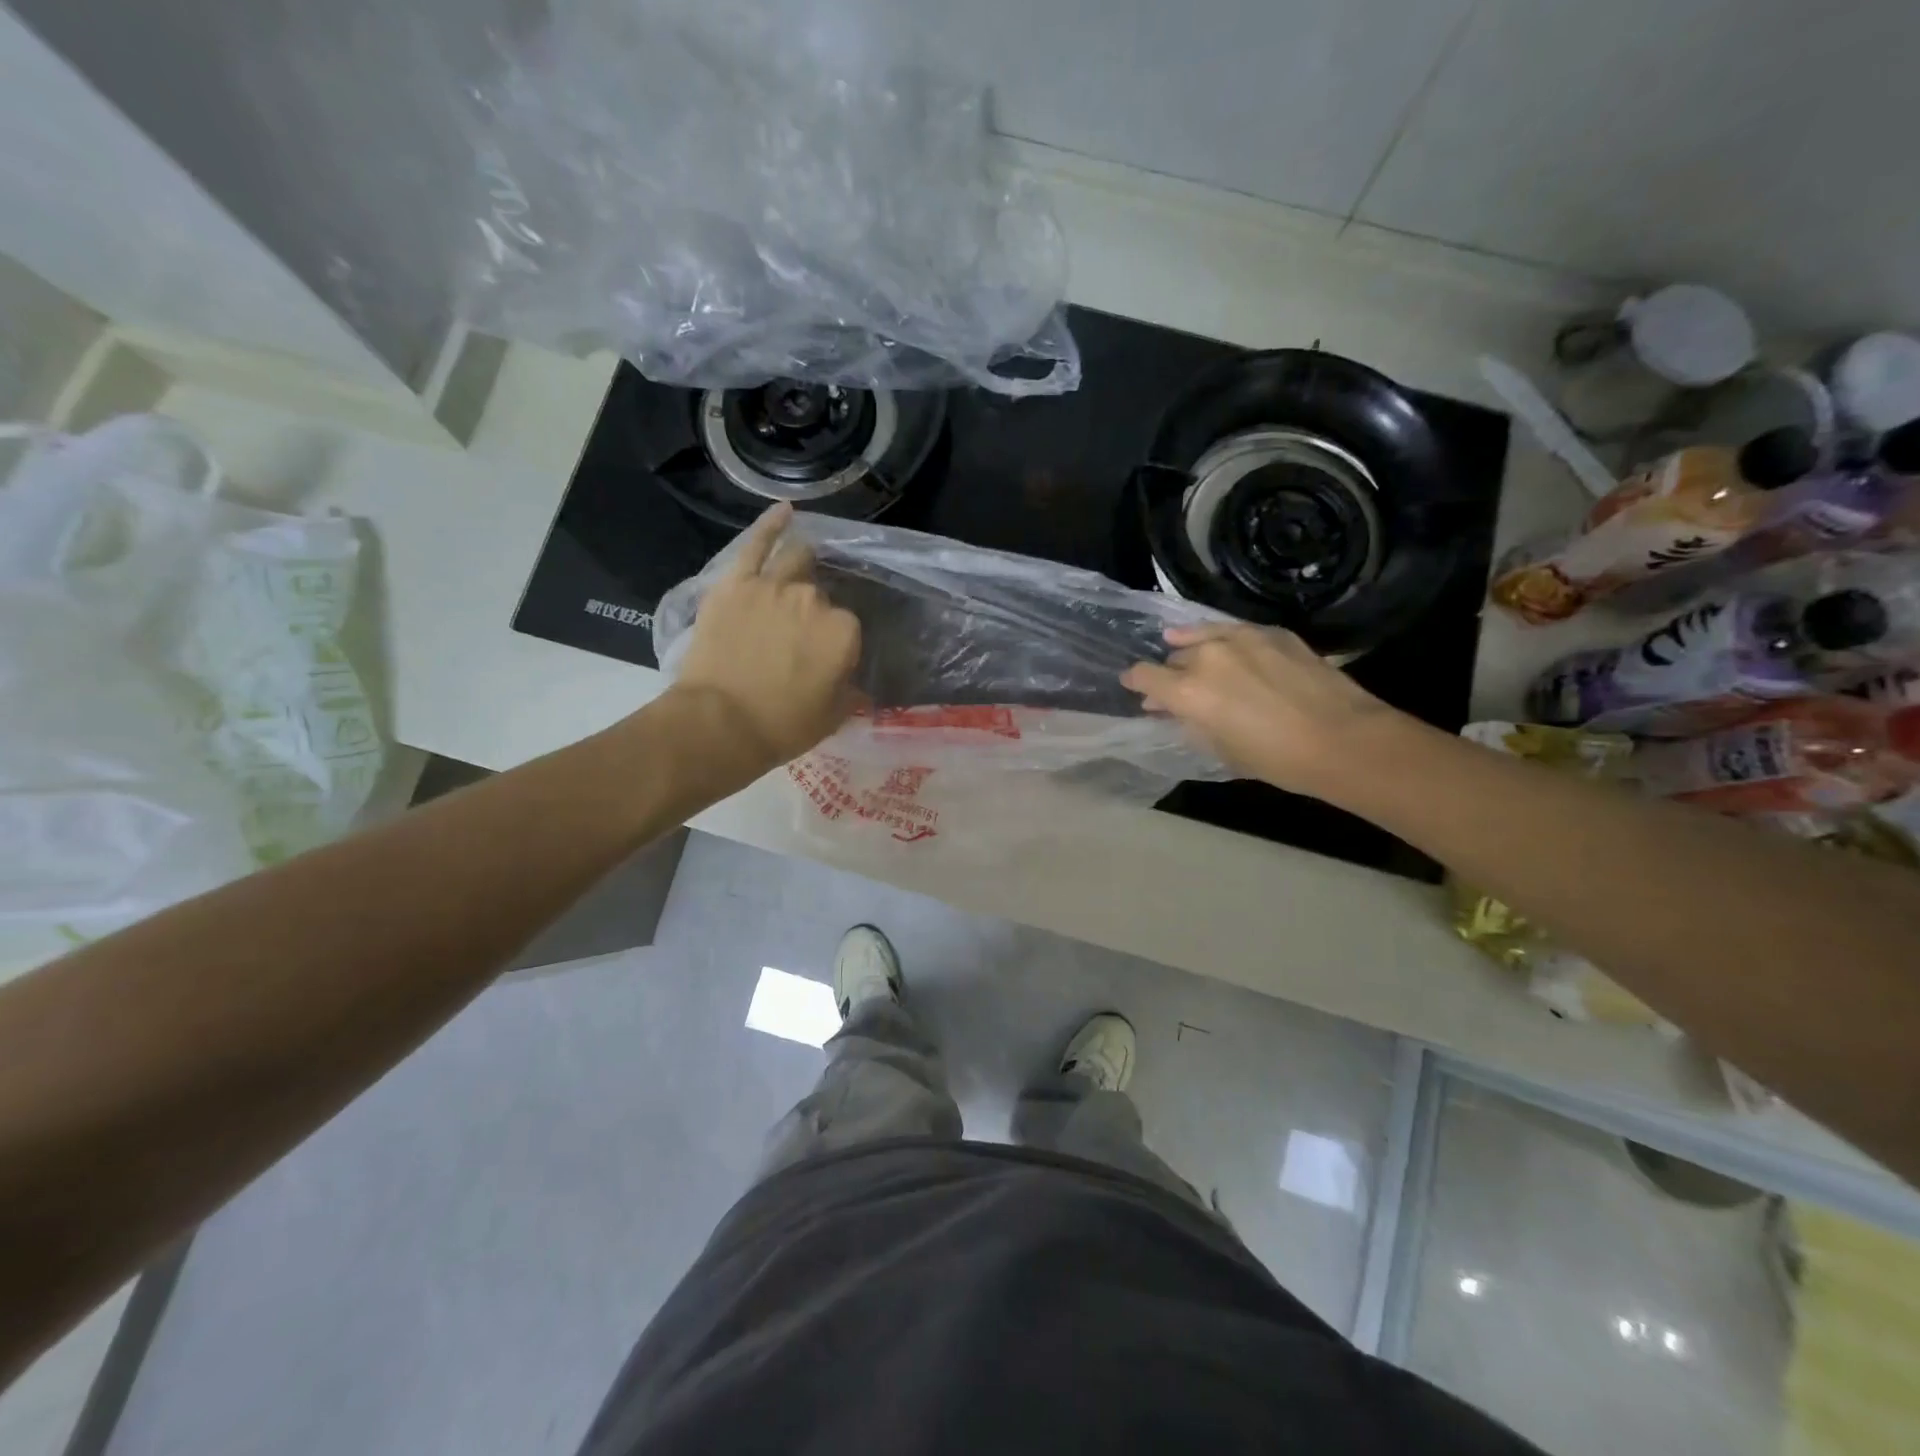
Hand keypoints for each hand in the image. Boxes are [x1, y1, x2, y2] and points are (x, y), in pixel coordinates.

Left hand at [671, 505, 860, 773]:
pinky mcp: (735, 583)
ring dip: (804, 564)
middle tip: (803, 633)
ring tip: (804, 567)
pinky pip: (756, 545)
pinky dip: (771, 525)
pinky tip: (786, 512)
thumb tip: (854, 683)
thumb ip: (850, 691)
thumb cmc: (783, 726)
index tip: (827, 660)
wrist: (719, 724)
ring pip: (796, 562)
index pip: (849, 626)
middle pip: (821, 595)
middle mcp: (813, 599)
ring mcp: (772, 585)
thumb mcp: (833, 716)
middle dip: (816, 610)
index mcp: (844, 631)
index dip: (838, 643)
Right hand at [1121, 623, 1398, 795]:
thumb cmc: (1275, 758)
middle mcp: (1207, 656)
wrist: (1343, 739)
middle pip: (1174, 658)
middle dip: (1170, 673)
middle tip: (1175, 689)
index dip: (1135, 682)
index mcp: (1187, 691)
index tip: (1134, 687)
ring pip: (1201, 636)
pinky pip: (1233, 630)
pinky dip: (1221, 637)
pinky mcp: (1272, 632)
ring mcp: (1241, 638)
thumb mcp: (1219, 749)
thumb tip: (1170, 709)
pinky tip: (1224, 644)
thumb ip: (1189, 723)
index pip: (1143, 675)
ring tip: (1183, 649)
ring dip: (1190, 648)